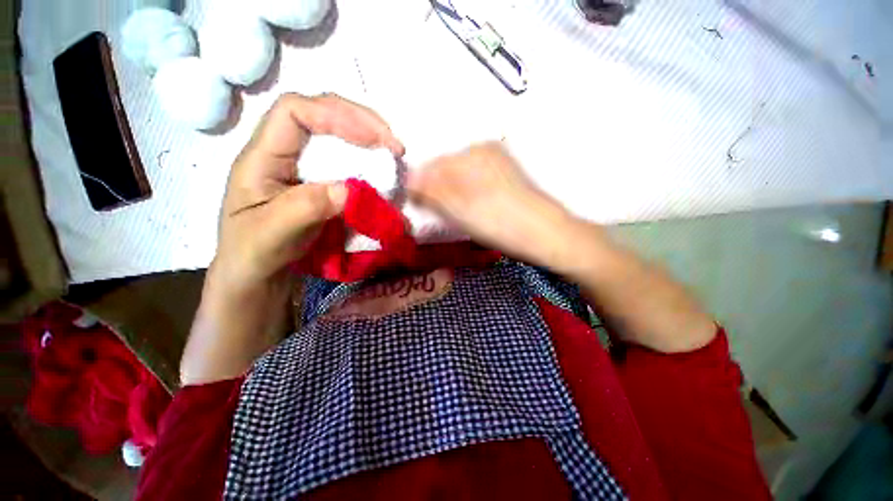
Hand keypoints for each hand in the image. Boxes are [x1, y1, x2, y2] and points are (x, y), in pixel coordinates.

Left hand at [210, 92, 404, 300]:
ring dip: (368, 139)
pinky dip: (368, 162)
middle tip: (393, 143)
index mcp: (262, 158)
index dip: (334, 115)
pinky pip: (346, 162)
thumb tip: (350, 189)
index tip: (373, 140)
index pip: (294, 112)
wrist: (258, 275)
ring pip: (336, 136)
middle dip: (360, 121)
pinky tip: (382, 171)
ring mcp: (304, 168)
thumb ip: (305, 209)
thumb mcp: (271, 235)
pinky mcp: (320, 184)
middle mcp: (284, 154)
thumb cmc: (253, 255)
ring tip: (393, 152)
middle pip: (320, 114)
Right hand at [407, 142, 575, 267]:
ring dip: (450, 193)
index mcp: (472, 153)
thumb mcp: (459, 209)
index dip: (419, 186)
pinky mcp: (505, 176)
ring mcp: (497, 162)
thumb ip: (431, 192)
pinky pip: (475, 181)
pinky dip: (466, 194)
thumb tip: (408, 182)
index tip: (415, 206)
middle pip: (446, 169)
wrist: (545, 234)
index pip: (432, 165)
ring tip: (454, 214)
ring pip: (460, 176)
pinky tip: (471, 209)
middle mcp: (484, 150)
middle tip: (434, 213)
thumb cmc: (500, 223)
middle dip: (435, 189)